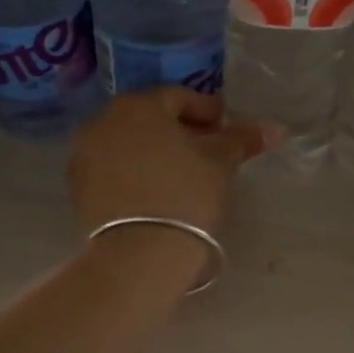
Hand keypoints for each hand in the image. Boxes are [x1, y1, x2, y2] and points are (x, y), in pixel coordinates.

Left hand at [69, 88, 275, 238]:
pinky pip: (115, 171)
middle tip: (208, 152)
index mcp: (138, 105)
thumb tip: (276, 128)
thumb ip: (242, 139)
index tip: (226, 127)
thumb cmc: (185, 195)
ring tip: (184, 175)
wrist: (138, 254)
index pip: (179, 98)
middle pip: (150, 120)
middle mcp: (102, 122)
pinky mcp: (78, 189)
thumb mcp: (220, 163)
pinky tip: (157, 193)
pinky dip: (136, 174)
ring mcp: (84, 156)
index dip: (207, 111)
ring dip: (156, 153)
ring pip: (130, 145)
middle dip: (180, 132)